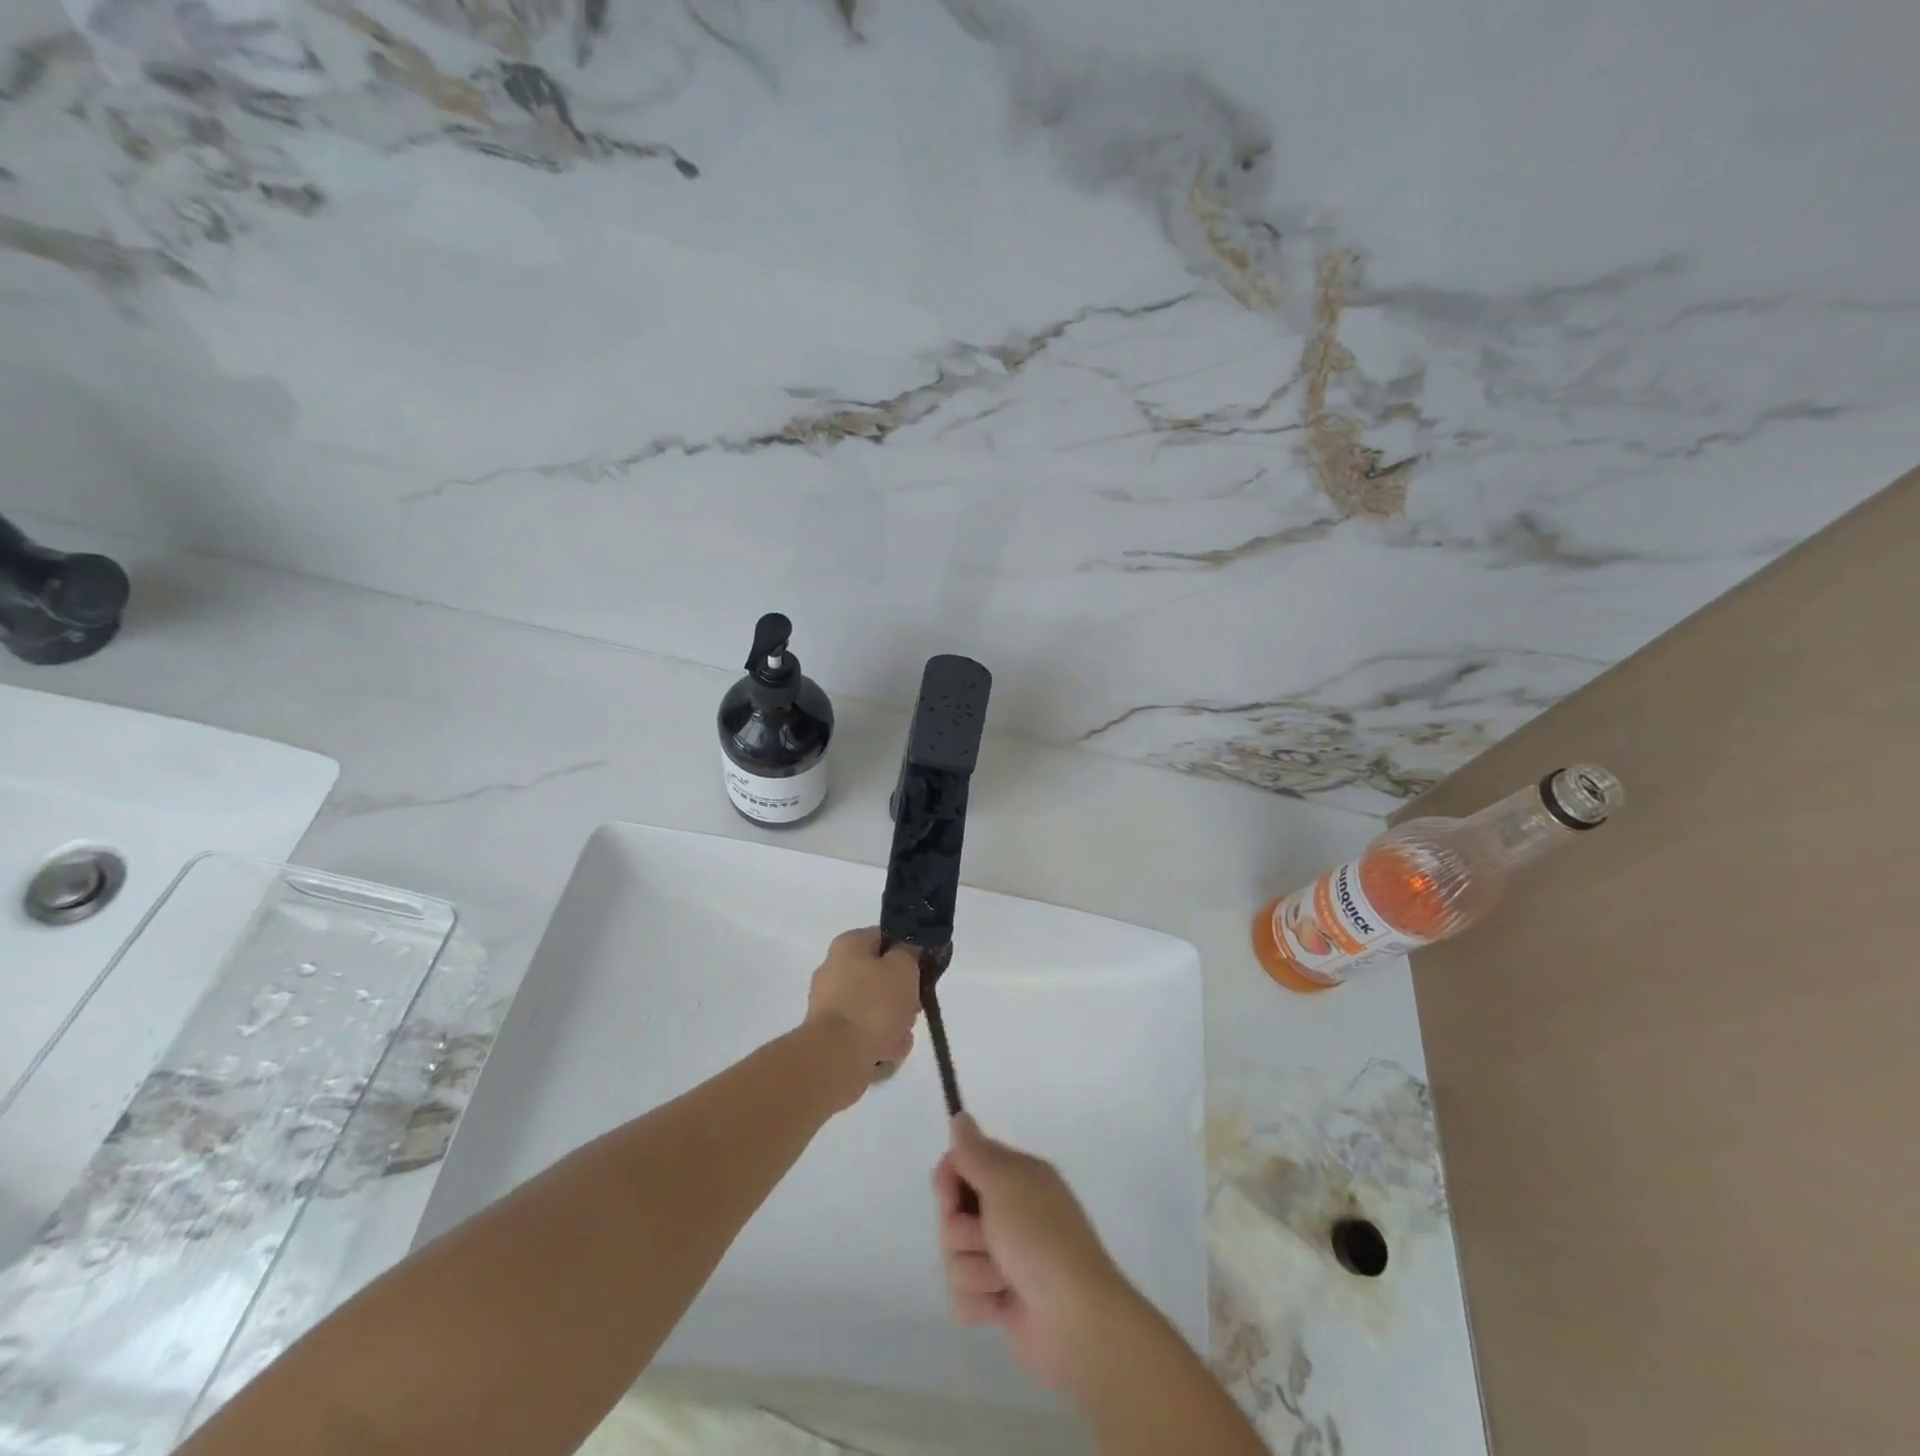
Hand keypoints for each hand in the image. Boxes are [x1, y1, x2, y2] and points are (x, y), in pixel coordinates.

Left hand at [804, 928, 919, 1104]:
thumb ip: (910, 952)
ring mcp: (829, 1004)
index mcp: (848, 945)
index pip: (885, 938)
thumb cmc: (873, 1003)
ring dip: (893, 1023)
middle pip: (880, 977)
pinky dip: (877, 1042)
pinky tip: (888, 1053)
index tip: (922, 970)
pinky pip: (863, 1033)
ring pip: (874, 1008)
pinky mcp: (829, 1035)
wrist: (837, 1057)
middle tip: (914, 1007)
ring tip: (901, 1037)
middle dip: (901, 995)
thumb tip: (907, 949)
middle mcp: (833, 969)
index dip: (907, 952)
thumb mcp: (903, 968)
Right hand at [933, 1115, 1133, 1391]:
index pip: (963, 1162)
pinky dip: (980, 1303)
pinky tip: (1004, 1307)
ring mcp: (1004, 1258)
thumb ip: (975, 1151)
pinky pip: (963, 1297)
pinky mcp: (999, 1301)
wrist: (1076, 1320)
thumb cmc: (1040, 1238)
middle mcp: (1009, 1212)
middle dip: (963, 1232)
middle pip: (953, 1213)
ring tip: (1005, 1279)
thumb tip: (960, 1116)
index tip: (950, 1197)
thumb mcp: (1005, 1182)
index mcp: (1016, 1177)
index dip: (949, 1179)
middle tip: (990, 1239)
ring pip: (955, 1257)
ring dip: (975, 1270)